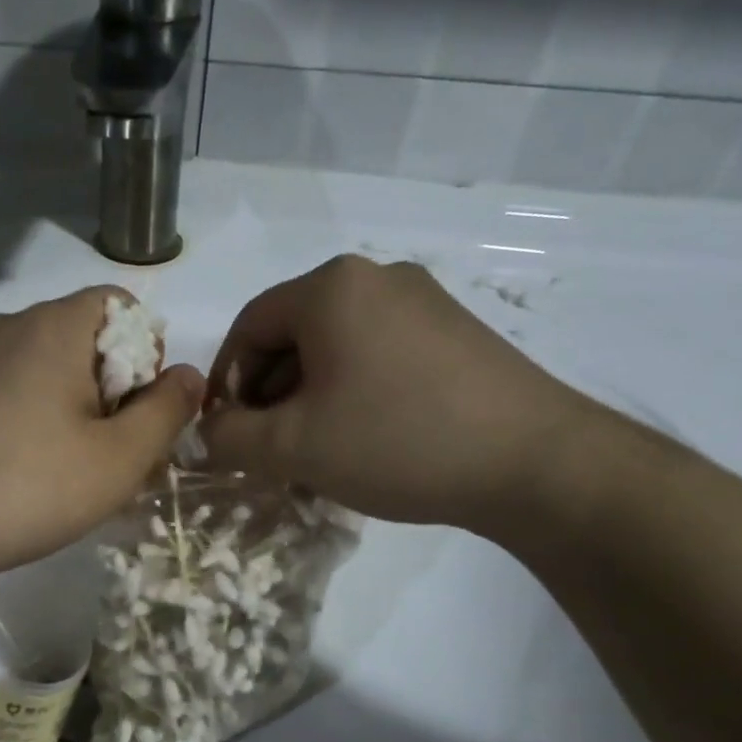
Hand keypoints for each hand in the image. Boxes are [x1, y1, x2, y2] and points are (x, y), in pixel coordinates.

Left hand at [0, 287, 201, 579]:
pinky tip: (32, 472)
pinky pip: (13, 390)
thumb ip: (167, 410)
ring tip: (76, 472)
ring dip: (78, 410)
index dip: (147, 357)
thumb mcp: (120, 458)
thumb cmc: (30, 487)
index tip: (139, 415)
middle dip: (115, 390)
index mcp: (54, 325)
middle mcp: (9, 325)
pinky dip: (38, 419)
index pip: (122, 308)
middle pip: (86, 340)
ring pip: (49, 370)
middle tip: (116, 456)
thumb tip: (190, 375)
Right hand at [201, 255, 597, 530]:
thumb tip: (207, 431)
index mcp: (331, 288)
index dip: (226, 381)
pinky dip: (351, 394)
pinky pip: (377, 356)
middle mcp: (377, 278)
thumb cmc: (396, 441)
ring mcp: (424, 302)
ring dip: (308, 399)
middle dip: (269, 394)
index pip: (249, 326)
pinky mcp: (455, 333)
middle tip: (267, 449)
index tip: (225, 432)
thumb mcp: (293, 447)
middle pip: (293, 334)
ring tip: (312, 453)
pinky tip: (361, 440)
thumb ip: (229, 437)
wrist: (534, 462)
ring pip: (335, 349)